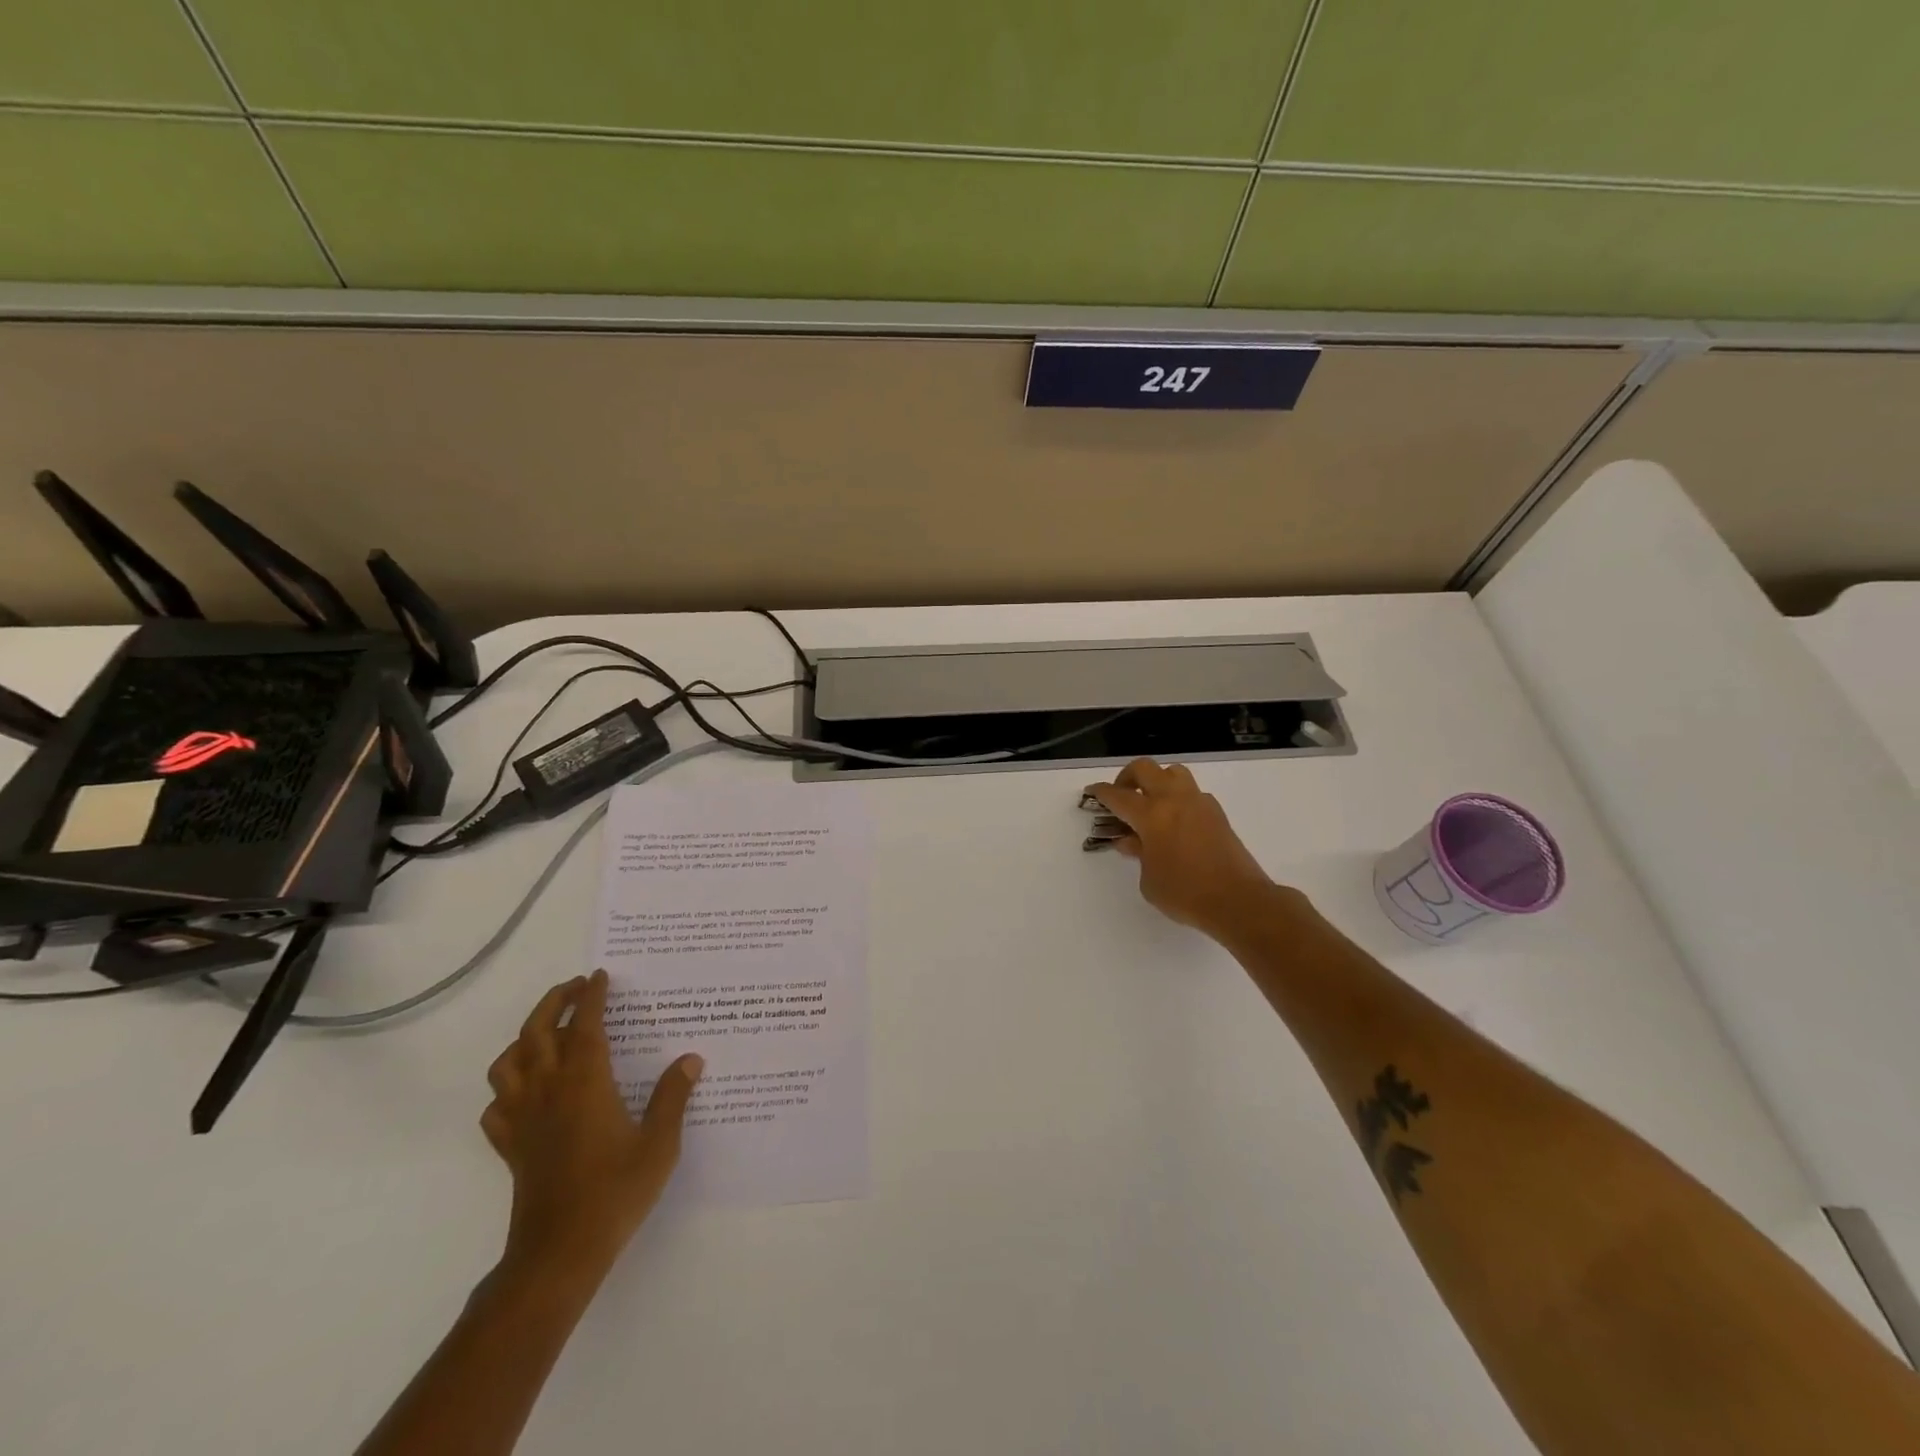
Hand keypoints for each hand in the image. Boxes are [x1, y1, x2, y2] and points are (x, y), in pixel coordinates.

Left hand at [482, 969, 702, 1279]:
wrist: (559, 1253)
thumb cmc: (614, 1192)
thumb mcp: (659, 1144)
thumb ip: (673, 1097)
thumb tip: (691, 1059)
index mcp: (585, 1083)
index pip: (585, 1025)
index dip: (592, 996)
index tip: (600, 976)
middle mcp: (548, 1091)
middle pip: (537, 1031)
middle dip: (555, 1001)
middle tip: (576, 987)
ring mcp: (522, 1119)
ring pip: (507, 1063)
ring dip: (524, 1037)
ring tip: (547, 1032)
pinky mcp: (509, 1147)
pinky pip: (495, 1106)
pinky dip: (506, 1087)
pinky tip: (524, 1091)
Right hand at [1090, 759, 1284, 939]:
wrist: (1238, 900)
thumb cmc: (1185, 893)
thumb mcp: (1149, 880)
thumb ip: (1137, 853)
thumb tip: (1131, 840)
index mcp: (1151, 815)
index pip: (1118, 796)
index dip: (1101, 792)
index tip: (1092, 792)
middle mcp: (1174, 800)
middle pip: (1145, 769)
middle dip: (1127, 777)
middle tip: (1121, 795)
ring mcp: (1199, 803)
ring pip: (1173, 772)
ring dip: (1157, 780)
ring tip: (1150, 803)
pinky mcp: (1217, 813)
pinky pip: (1192, 792)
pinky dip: (1178, 798)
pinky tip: (1175, 821)